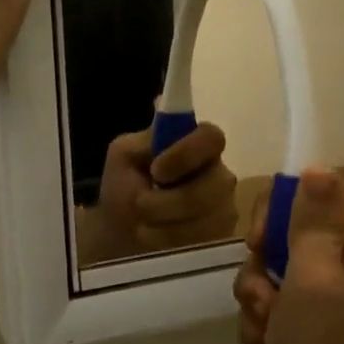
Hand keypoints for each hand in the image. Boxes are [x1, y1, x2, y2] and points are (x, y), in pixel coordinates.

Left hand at [77, 124, 238, 263]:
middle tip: (141, 204)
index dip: (187, 154)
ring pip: (209, 216)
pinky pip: (205, 240)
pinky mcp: (222, 237)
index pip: (212, 138)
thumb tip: (162, 102)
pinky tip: (156, 239)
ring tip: (144, 224)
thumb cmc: (123, 189)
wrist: (119, 235)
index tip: (157, 171)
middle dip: (170, 201)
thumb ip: (146, 137)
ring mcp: (224, 207)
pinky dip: (172, 241)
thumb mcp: (124, 156)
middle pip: (215, 184)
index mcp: (197, 146)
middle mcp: (218, 173)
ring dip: (166, 223)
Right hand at [233, 168, 343, 343]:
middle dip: (261, 277)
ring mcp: (332, 301)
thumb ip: (313, 221)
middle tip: (266, 305)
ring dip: (258, 313)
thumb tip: (317, 167)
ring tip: (270, 343)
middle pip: (283, 241)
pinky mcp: (315, 332)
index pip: (310, 194)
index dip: (275, 215)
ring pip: (270, 282)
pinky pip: (274, 316)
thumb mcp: (314, 277)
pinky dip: (266, 339)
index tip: (259, 246)